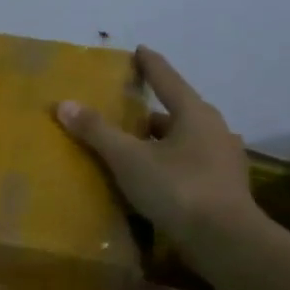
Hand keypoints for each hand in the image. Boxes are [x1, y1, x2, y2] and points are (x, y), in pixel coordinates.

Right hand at [55, 47, 258, 260]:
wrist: (224, 239)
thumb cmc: (176, 188)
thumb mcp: (128, 158)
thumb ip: (97, 131)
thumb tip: (64, 103)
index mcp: (195, 114)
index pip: (168, 80)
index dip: (151, 65)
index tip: (140, 50)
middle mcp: (215, 130)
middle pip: (179, 112)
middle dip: (154, 110)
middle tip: (129, 110)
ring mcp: (223, 160)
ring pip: (186, 140)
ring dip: (163, 140)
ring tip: (138, 147)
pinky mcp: (224, 187)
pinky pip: (191, 164)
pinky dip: (171, 163)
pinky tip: (156, 177)